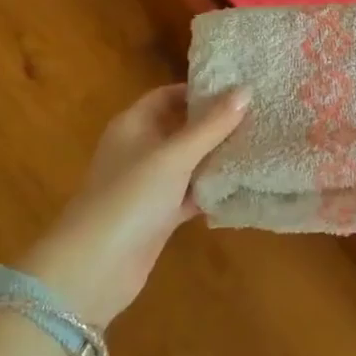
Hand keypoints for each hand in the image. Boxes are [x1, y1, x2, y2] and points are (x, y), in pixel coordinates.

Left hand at [18, 85, 247, 327]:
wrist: (94, 267)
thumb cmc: (130, 198)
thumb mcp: (174, 156)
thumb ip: (211, 125)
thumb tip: (246, 89)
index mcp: (133, 125)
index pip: (168, 95)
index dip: (200, 90)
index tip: (239, 89)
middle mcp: (140, 150)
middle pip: (181, 128)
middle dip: (215, 124)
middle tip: (259, 115)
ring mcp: (149, 185)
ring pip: (189, 163)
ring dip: (217, 157)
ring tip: (261, 144)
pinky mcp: (159, 216)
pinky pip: (191, 194)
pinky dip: (212, 190)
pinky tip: (245, 185)